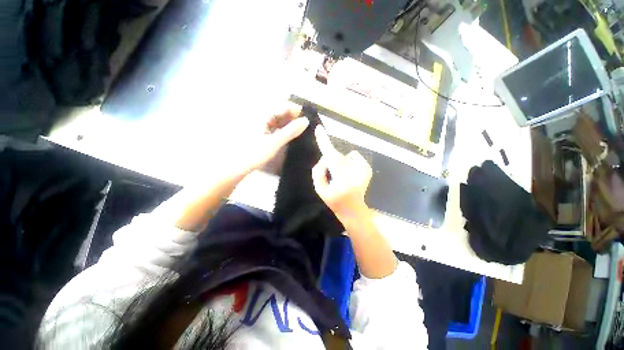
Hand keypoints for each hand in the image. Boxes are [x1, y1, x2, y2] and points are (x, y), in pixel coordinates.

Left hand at [243, 104, 308, 172]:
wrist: (238, 166)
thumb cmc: (255, 153)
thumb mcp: (275, 142)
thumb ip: (290, 131)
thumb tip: (306, 121)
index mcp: (262, 114)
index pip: (283, 105)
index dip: (296, 109)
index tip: (308, 118)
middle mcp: (261, 115)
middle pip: (281, 111)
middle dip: (294, 117)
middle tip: (305, 126)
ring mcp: (261, 124)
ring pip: (279, 119)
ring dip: (289, 123)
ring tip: (301, 131)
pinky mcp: (261, 131)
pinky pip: (275, 126)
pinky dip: (284, 129)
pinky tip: (290, 134)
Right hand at [312, 126, 372, 223]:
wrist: (354, 210)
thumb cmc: (335, 201)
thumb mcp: (320, 190)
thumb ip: (318, 172)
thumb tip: (325, 158)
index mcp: (341, 180)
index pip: (331, 157)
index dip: (324, 142)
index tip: (319, 129)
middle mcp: (354, 172)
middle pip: (336, 156)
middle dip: (330, 161)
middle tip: (332, 174)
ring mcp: (363, 169)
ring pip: (344, 156)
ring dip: (339, 163)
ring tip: (342, 177)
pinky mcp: (367, 168)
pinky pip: (353, 157)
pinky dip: (348, 163)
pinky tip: (350, 175)